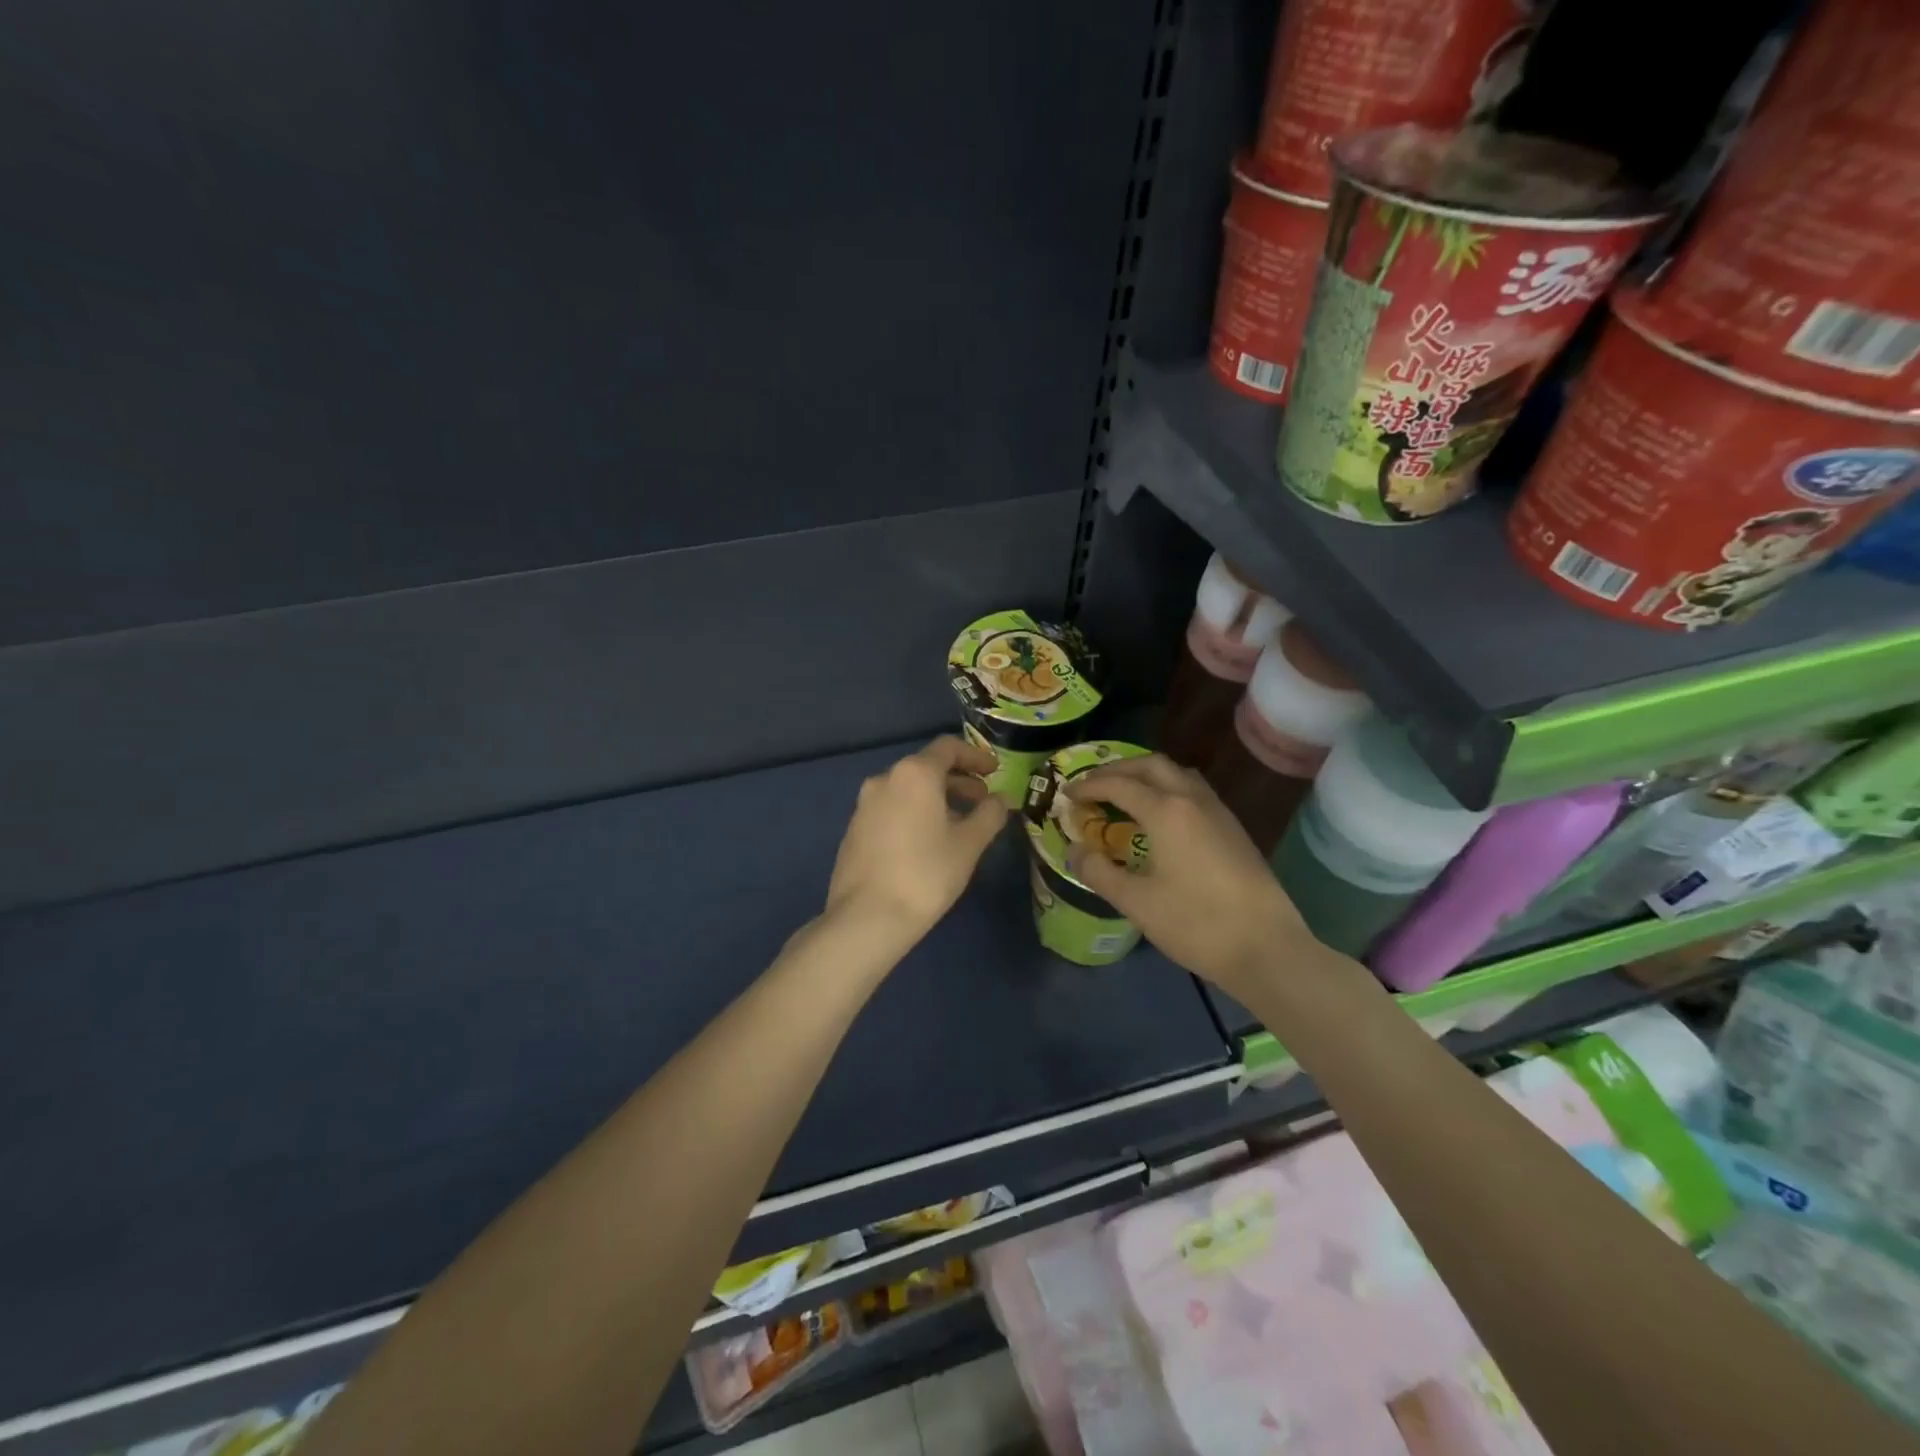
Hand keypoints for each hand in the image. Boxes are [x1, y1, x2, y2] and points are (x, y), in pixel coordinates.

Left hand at [825, 736, 1008, 946]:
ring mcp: (864, 804)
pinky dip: (915, 813)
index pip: (948, 748)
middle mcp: (885, 779)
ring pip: (908, 789)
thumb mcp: (969, 844)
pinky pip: (891, 808)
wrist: (866, 917)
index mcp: (914, 774)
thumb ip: (990, 814)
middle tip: (982, 802)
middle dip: (958, 780)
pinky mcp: (854, 829)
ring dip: (937, 798)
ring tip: (959, 825)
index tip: (994, 772)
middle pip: (927, 767)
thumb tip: (1002, 798)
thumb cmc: (926, 874)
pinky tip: (927, 842)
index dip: (975, 756)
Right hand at [1063, 755, 1318, 1000]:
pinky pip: (1194, 791)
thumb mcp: (1137, 902)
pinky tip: (1160, 817)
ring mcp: (1219, 812)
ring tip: (1124, 795)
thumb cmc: (1196, 924)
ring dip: (1146, 775)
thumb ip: (1099, 872)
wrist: (1267, 948)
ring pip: (1177, 774)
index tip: (1066, 793)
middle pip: (1151, 765)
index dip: (1088, 785)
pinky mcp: (1233, 828)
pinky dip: (1168, 789)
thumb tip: (1075, 850)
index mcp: (1166, 811)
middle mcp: (1193, 800)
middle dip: (1117, 769)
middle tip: (1092, 786)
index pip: (1119, 784)